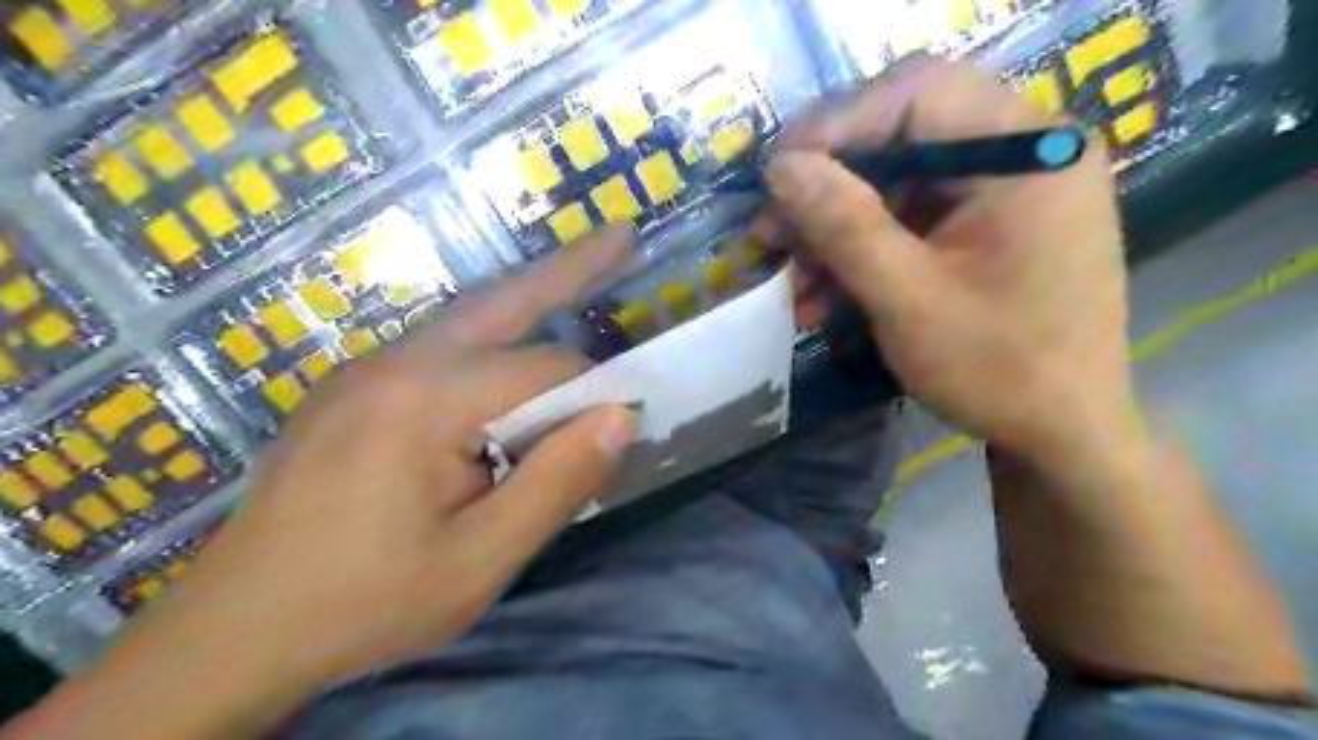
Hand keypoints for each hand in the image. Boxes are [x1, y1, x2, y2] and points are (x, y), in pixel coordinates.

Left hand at [7, 232, 638, 739]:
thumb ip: (557, 482)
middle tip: (621, 236)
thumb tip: (621, 417)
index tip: (620, 426)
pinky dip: (489, 337)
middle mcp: (395, 362)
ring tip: (579, 277)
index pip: (544, 368)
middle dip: (569, 268)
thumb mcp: (481, 559)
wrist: (234, 633)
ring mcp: (365, 370)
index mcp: (428, 400)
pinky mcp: (352, 389)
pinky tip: (508, 359)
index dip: (591, 393)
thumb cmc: (367, 601)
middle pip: (502, 301)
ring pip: (468, 319)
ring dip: (527, 299)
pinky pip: (438, 346)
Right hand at [768, 61, 1137, 457]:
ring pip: (896, 184)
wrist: (1061, 435)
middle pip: (903, 136)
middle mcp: (1024, 153)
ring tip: (788, 277)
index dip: (837, 125)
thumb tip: (780, 165)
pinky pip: (909, 220)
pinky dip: (862, 253)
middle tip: (770, 230)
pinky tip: (821, 296)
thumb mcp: (908, 298)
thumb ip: (844, 225)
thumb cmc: (999, 370)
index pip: (919, 94)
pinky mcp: (985, 227)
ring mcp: (1005, 191)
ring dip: (834, 231)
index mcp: (1029, 152)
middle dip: (827, 189)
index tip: (775, 173)